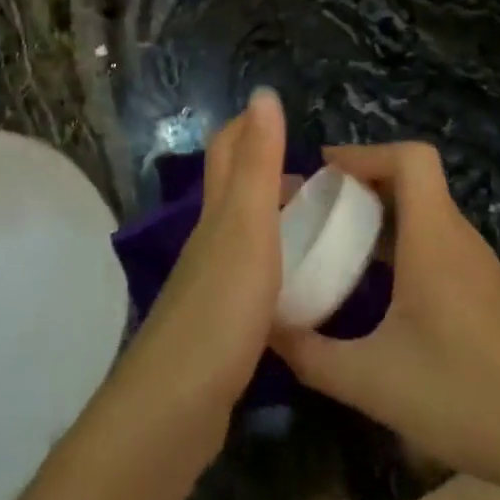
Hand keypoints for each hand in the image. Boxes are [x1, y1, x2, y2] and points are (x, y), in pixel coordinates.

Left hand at [110, 90, 289, 433]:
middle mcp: (209, 243)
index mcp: (217, 215)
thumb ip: (257, 163)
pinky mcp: (220, 328)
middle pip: (233, 192)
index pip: (226, 151)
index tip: (283, 113)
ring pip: (243, 237)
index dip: (248, 125)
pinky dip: (276, 267)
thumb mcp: (247, 227)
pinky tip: (300, 288)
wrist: (177, 405)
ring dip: (274, 220)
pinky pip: (253, 280)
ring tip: (319, 227)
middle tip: (322, 178)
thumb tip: (262, 94)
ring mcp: (211, 287)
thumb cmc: (220, 308)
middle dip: (268, 172)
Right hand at [271, 142, 499, 489]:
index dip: (365, 153)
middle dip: (360, 182)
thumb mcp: (371, 380)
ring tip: (333, 243)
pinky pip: (436, 242)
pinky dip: (400, 243)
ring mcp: (476, 265)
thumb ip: (310, 354)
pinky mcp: (485, 291)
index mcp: (434, 238)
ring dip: (379, 214)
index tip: (322, 174)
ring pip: (424, 212)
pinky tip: (375, 288)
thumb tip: (264, 327)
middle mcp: (457, 239)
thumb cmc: (465, 396)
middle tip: (314, 208)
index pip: (411, 157)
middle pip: (412, 179)